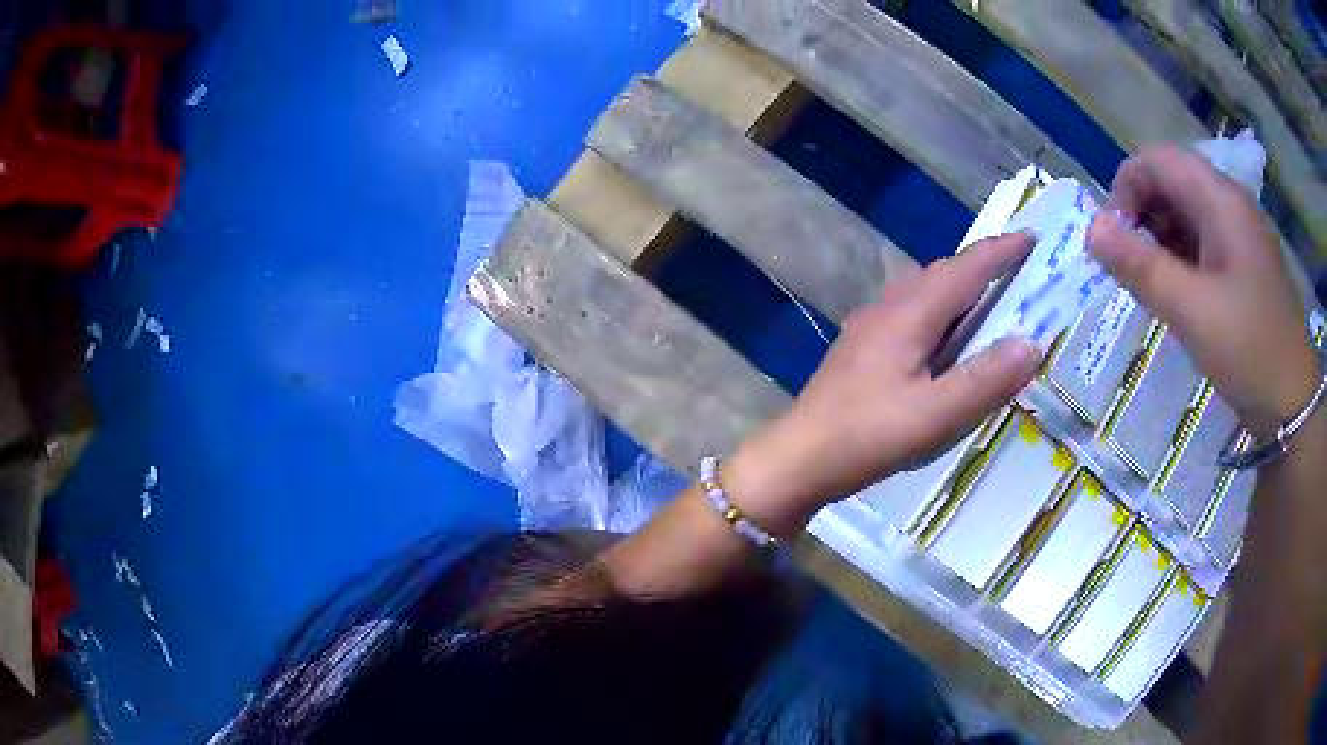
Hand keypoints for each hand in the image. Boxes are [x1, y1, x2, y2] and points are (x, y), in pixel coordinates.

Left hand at [722, 234, 1041, 534]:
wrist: (799, 458)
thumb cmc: (869, 436)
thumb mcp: (936, 415)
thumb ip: (986, 380)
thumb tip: (1031, 342)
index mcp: (909, 314)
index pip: (964, 269)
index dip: (1000, 252)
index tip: (1030, 238)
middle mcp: (888, 308)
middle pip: (942, 274)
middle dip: (981, 266)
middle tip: (1018, 272)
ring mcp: (869, 326)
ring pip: (923, 292)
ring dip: (959, 289)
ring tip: (989, 305)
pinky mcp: (861, 348)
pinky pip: (910, 314)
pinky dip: (939, 314)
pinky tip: (944, 341)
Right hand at [1087, 145, 1319, 436]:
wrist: (1294, 404)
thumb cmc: (1248, 351)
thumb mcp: (1191, 312)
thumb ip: (1140, 267)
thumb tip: (1091, 231)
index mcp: (1220, 199)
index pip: (1156, 160)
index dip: (1125, 190)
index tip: (1114, 243)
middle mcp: (1230, 203)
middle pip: (1171, 182)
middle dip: (1142, 217)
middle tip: (1131, 269)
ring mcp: (1241, 232)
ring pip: (1186, 212)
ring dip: (1161, 239)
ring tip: (1153, 286)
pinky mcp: (1246, 261)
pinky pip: (1204, 240)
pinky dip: (1182, 257)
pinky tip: (1180, 294)